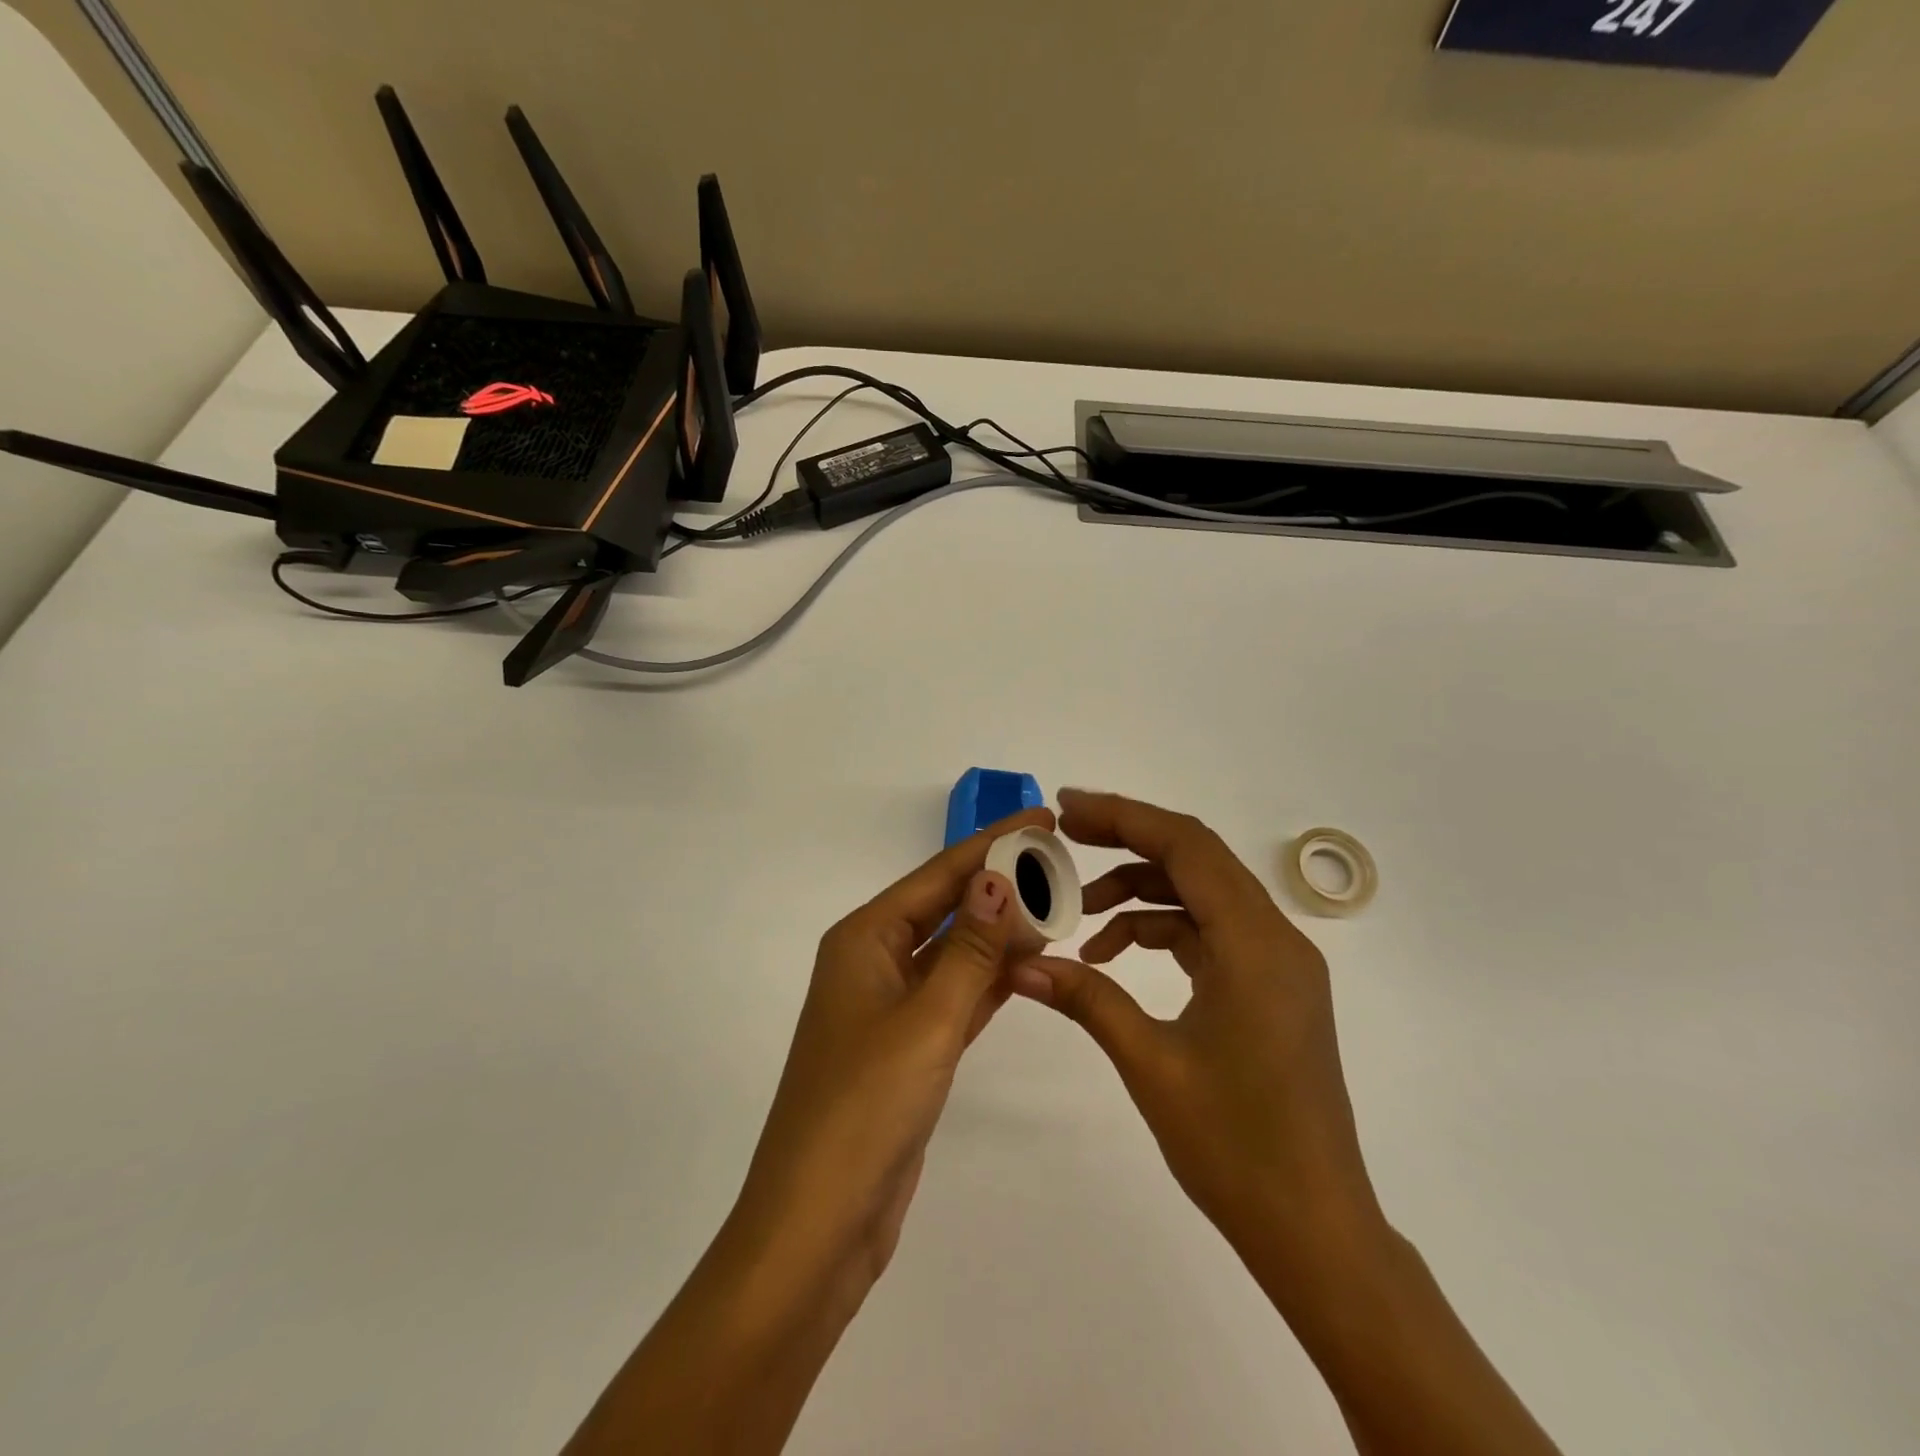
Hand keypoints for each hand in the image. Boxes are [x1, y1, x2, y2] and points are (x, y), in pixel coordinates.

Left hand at [729, 807, 1051, 1302]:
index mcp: (864, 939)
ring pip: (954, 952)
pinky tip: (1029, 963)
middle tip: (1060, 862)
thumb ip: (969, 950)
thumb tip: (997, 878)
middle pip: (947, 907)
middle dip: (999, 883)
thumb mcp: (926, 1021)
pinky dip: (990, 978)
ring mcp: (890, 1007)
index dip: (992, 844)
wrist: (818, 1225)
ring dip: (1000, 930)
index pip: (939, 875)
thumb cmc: (864, 1108)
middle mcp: (873, 962)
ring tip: (1056, 903)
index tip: (1042, 818)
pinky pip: (956, 995)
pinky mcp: (908, 1048)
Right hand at [1012, 790, 1383, 1292]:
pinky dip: (1162, 930)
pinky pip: (1211, 932)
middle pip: (1196, 858)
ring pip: (1201, 895)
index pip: (1186, 846)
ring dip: (1141, 893)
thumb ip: (1087, 999)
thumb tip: (1020, 965)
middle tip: (1065, 839)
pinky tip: (1115, 958)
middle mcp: (1276, 938)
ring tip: (1082, 918)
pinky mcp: (1271, 988)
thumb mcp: (1151, 1063)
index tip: (1066, 808)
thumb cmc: (1237, 1147)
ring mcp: (1278, 964)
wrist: (1316, 1231)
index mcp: (1256, 944)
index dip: (1124, 815)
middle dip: (1126, 841)